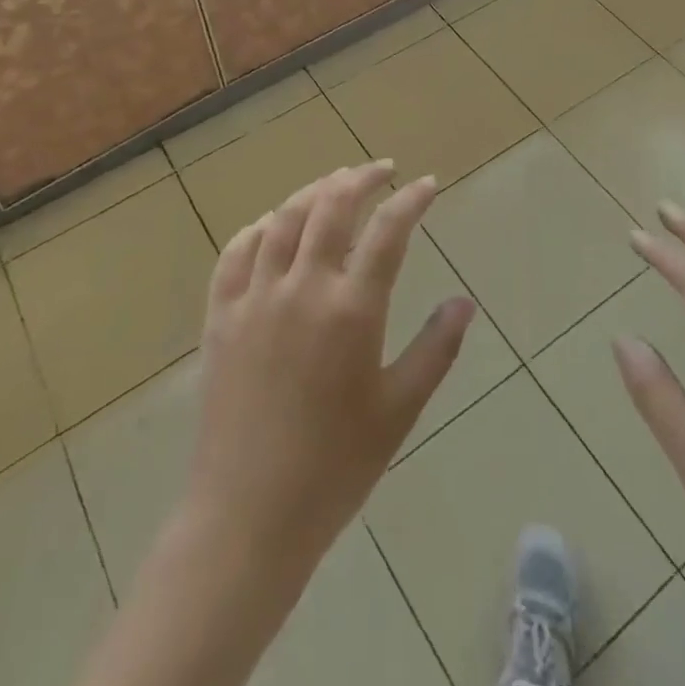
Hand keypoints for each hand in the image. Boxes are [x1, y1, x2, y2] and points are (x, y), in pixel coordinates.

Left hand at [185, 160, 475, 577]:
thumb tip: (463, 302)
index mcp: (351, 311)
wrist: (248, 515)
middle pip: (331, 207)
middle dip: (360, 178)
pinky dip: (257, 229)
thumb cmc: (335, 466)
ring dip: (313, 192)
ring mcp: (255, 298)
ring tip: (334, 184)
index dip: (411, 200)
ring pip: (283, 220)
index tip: (427, 184)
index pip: (388, 232)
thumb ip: (435, 348)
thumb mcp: (399, 410)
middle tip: (382, 170)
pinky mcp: (220, 316)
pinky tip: (271, 226)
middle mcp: (301, 288)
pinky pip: (235, 253)